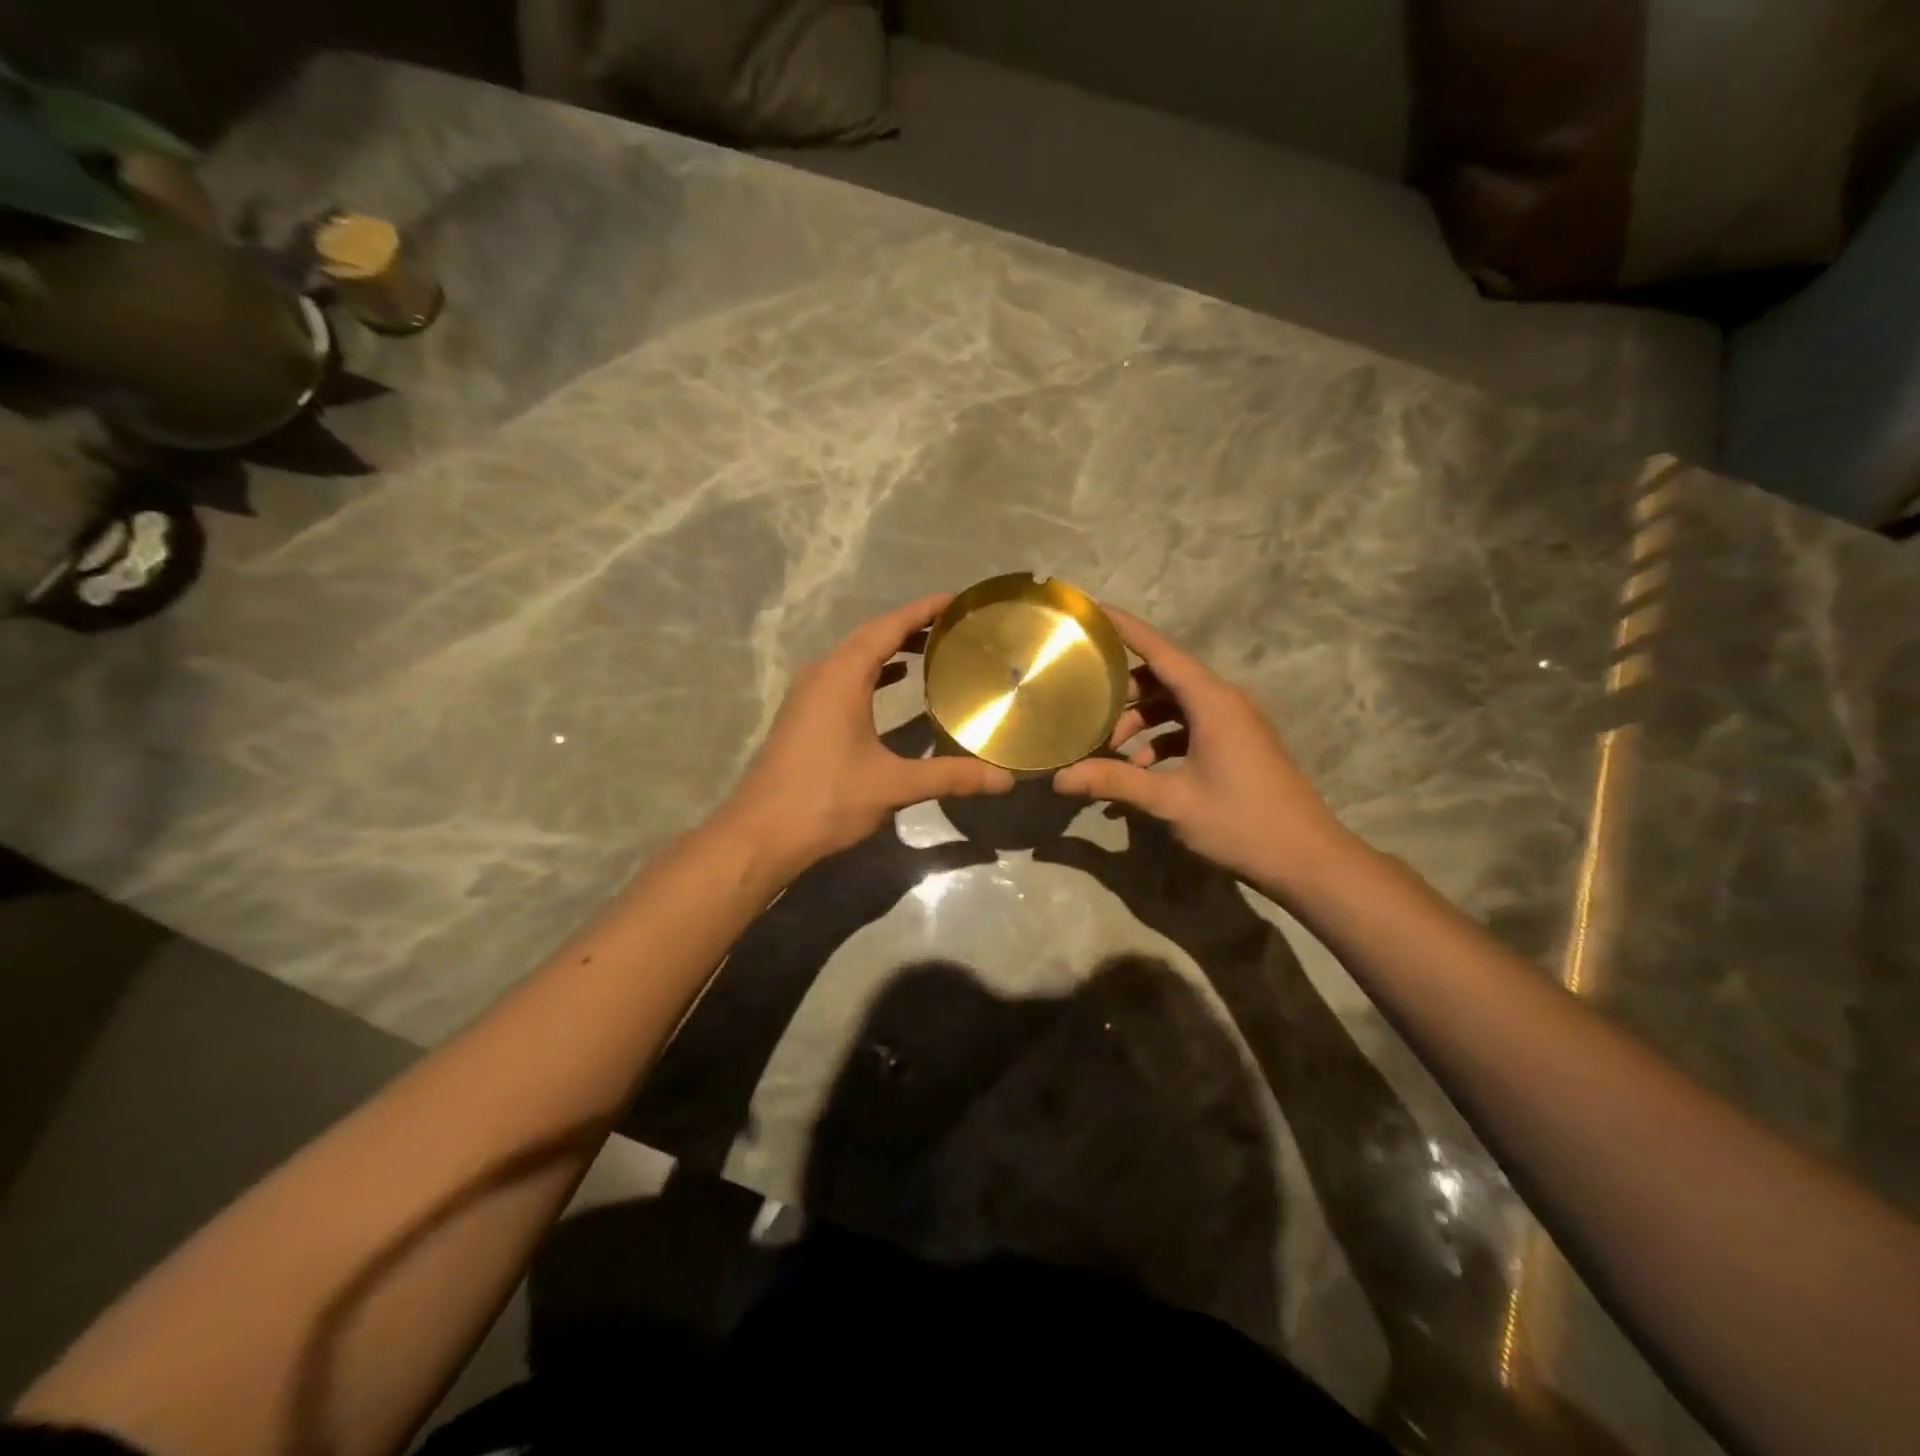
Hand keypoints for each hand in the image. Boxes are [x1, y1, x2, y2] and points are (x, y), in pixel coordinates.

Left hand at [718, 595, 1013, 876]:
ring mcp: (808, 695)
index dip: (922, 611)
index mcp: (841, 677)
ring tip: (930, 648)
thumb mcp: (892, 785)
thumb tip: (1005, 780)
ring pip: (854, 657)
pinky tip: (894, 682)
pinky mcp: (804, 715)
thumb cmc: (826, 799)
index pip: (887, 628)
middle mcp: (821, 675)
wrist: (761, 834)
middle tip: (952, 624)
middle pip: (870, 636)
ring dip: (889, 648)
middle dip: (910, 626)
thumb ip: (949, 776)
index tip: (956, 600)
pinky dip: (872, 672)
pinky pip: (843, 677)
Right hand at [1052, 606, 1355, 898]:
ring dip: (1142, 720)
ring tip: (1108, 749)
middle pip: (1164, 677)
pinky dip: (1163, 739)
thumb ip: (1114, 782)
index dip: (1125, 628)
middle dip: (1124, 690)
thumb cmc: (1240, 821)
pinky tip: (1140, 770)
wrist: (1306, 859)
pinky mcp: (1239, 744)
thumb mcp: (1171, 801)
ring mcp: (1235, 722)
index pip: (1160, 650)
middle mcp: (1225, 701)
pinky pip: (1192, 726)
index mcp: (1212, 701)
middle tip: (1084, 705)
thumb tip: (1059, 778)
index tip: (1092, 610)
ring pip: (1177, 704)